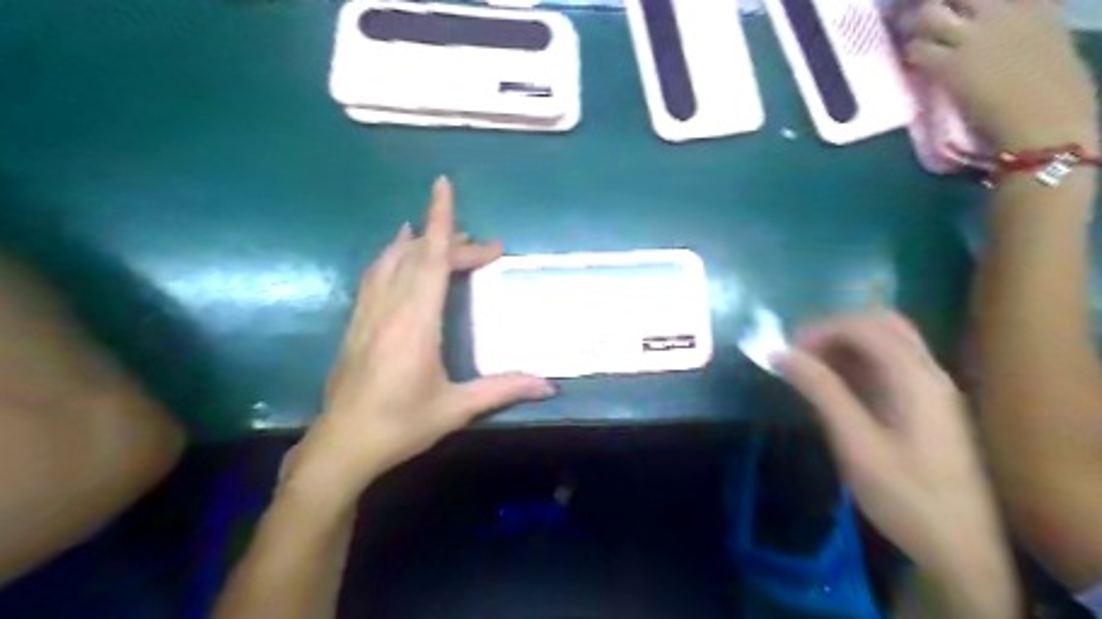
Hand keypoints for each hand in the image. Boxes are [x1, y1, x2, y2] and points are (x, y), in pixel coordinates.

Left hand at [282, 178, 555, 501]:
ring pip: (390, 262)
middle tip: (486, 249)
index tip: (443, 185)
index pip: (430, 259)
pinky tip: (397, 257)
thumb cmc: (401, 425)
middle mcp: (389, 308)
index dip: (440, 220)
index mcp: (415, 322)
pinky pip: (375, 277)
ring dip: (416, 242)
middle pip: (418, 257)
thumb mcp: (456, 408)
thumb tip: (549, 386)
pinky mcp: (356, 324)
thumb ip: (503, 390)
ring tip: (436, 233)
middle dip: (451, 242)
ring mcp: (368, 314)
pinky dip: (391, 258)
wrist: (342, 446)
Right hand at [773, 312, 1004, 572]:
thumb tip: (780, 353)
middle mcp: (928, 373)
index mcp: (916, 378)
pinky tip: (834, 385)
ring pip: (887, 343)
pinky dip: (856, 364)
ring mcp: (931, 389)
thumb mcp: (855, 443)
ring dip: (845, 344)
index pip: (865, 326)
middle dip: (835, 329)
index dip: (821, 329)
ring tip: (809, 366)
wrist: (961, 550)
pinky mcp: (925, 406)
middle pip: (882, 324)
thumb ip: (820, 391)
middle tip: (800, 351)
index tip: (787, 350)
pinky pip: (889, 366)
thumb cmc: (906, 496)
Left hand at [908, 0, 1097, 149]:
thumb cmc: (1056, 97)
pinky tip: (912, 65)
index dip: (968, 5)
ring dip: (917, 29)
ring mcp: (976, 36)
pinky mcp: (950, 64)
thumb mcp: (1049, 47)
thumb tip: (1010, 38)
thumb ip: (1026, 32)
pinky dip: (911, 55)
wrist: (1046, 125)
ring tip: (915, 42)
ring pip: (930, 15)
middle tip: (925, 23)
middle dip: (936, 7)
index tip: (957, 13)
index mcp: (1036, 6)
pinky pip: (918, 50)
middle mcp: (1005, 11)